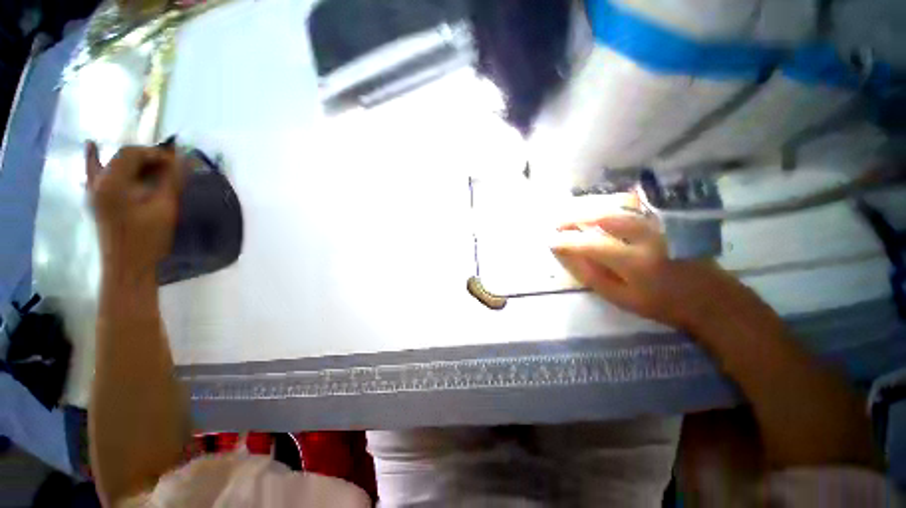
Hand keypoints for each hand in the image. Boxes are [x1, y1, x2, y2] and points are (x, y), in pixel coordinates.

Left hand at [86, 141, 182, 280]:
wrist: (128, 267)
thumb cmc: (148, 239)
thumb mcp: (165, 208)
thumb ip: (171, 182)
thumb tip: (181, 160)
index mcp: (112, 183)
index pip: (132, 153)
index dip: (155, 153)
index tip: (176, 162)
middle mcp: (98, 182)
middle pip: (121, 157)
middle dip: (146, 157)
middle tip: (169, 166)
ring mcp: (93, 192)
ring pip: (110, 164)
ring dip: (131, 161)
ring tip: (149, 162)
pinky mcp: (96, 201)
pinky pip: (93, 173)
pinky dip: (94, 159)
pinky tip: (91, 146)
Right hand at [550, 194, 746, 330]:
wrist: (709, 296)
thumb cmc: (661, 303)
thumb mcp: (620, 298)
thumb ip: (591, 275)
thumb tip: (566, 255)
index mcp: (636, 262)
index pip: (592, 245)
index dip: (567, 241)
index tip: (550, 241)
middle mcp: (648, 236)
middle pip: (603, 216)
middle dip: (574, 217)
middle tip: (556, 223)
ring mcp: (659, 223)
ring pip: (616, 205)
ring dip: (588, 207)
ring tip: (569, 213)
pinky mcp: (665, 218)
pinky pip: (631, 204)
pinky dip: (608, 203)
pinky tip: (595, 207)